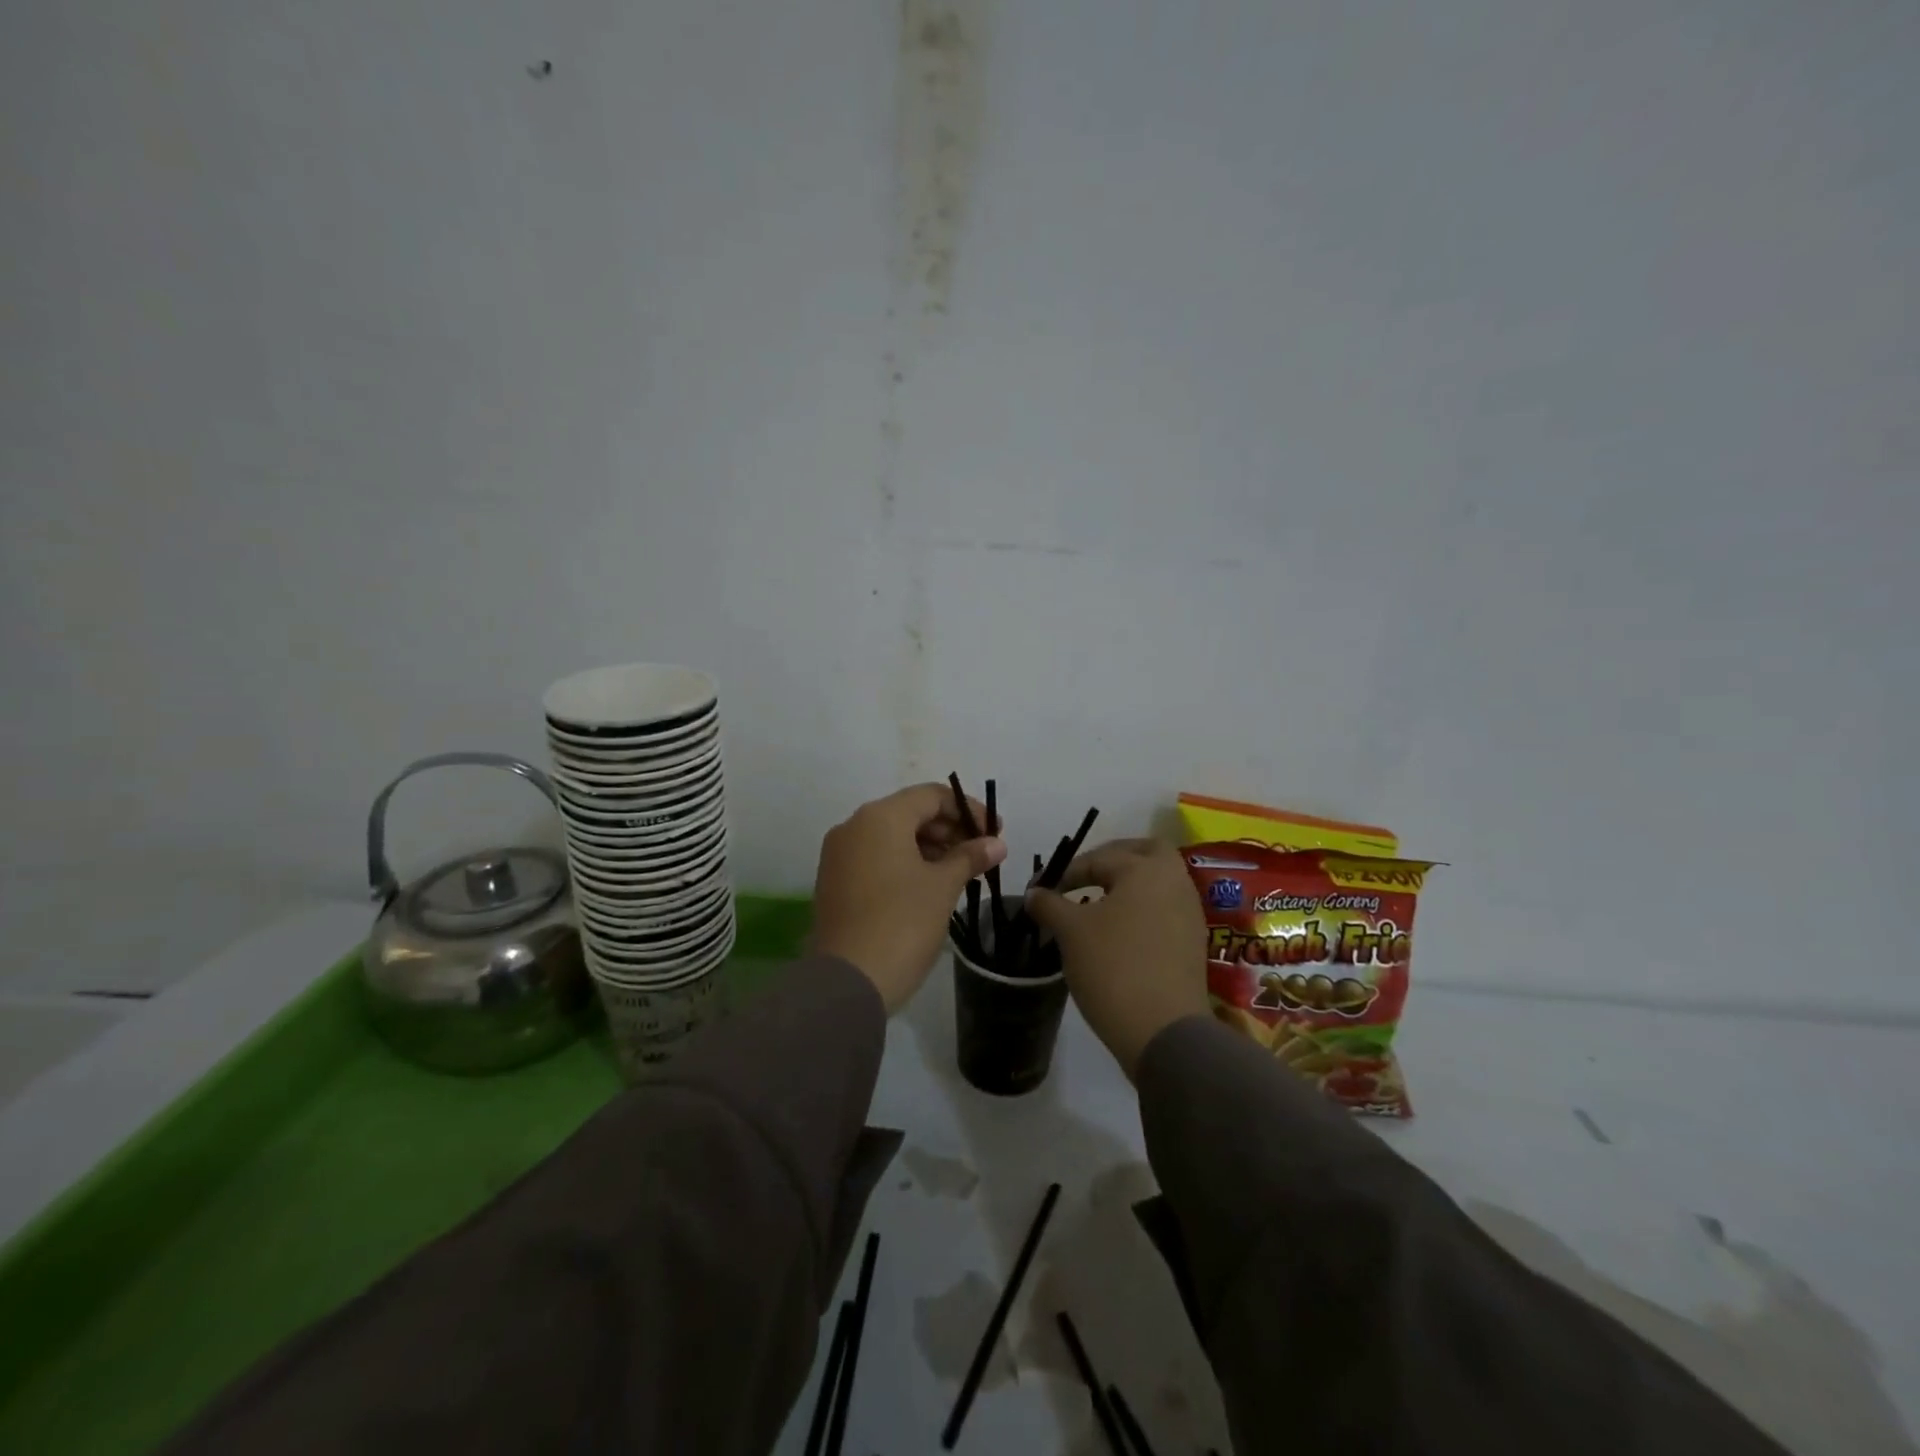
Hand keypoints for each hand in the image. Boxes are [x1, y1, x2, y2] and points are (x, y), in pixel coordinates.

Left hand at [812, 783, 1007, 1012]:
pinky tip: (930, 885)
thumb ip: (970, 857)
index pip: (931, 796)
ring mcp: (839, 854)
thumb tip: (996, 843)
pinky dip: (905, 862)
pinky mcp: (835, 881)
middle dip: (949, 829)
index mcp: (880, 817)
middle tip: (981, 854)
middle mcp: (854, 826)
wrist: (847, 982)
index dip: (968, 809)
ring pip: (892, 836)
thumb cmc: (902, 923)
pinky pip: (876, 857)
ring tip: (961, 872)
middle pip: (910, 812)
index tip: (995, 832)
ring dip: (929, 847)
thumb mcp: (943, 886)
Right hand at [1026, 838, 1209, 1078]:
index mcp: (1146, 869)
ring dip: (1129, 885)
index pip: (1098, 858)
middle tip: (1085, 875)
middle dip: (1113, 858)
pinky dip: (1142, 909)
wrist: (1164, 1032)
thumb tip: (1034, 893)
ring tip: (1097, 905)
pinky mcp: (1193, 943)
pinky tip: (1118, 932)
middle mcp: (1175, 882)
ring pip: (1158, 882)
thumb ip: (1049, 904)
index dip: (1065, 872)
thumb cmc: (1113, 967)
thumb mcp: (1070, 932)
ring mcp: (1190, 913)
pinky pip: (1165, 909)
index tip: (1040, 891)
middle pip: (1145, 853)